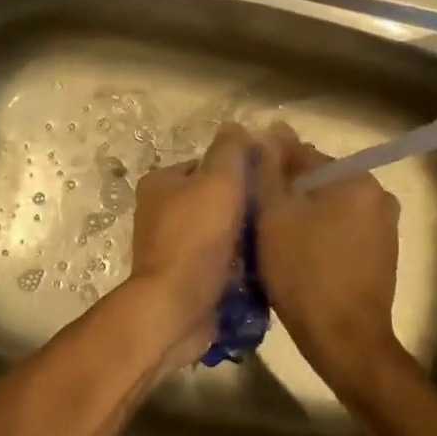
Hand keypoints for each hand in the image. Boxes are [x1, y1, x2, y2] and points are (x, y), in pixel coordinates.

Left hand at [121, 123, 252, 370]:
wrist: (176, 308)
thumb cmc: (196, 238)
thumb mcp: (218, 181)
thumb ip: (229, 151)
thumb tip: (237, 127)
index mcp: (161, 183)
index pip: (207, 164)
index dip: (239, 170)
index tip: (269, 181)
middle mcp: (159, 212)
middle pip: (214, 199)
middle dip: (244, 205)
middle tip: (276, 213)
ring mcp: (169, 247)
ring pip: (219, 232)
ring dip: (243, 237)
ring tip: (273, 241)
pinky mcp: (182, 278)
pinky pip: (217, 262)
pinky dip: (236, 264)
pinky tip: (260, 268)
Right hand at [256, 125, 406, 398]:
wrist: (344, 340)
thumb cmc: (303, 272)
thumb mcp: (273, 214)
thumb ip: (268, 168)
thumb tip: (270, 131)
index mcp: (355, 178)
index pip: (302, 154)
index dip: (269, 165)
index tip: (245, 181)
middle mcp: (377, 194)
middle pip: (318, 180)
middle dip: (287, 191)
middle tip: (254, 212)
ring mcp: (384, 226)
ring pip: (329, 206)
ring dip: (302, 213)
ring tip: (271, 235)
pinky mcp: (382, 254)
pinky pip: (342, 230)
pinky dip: (320, 234)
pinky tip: (297, 253)